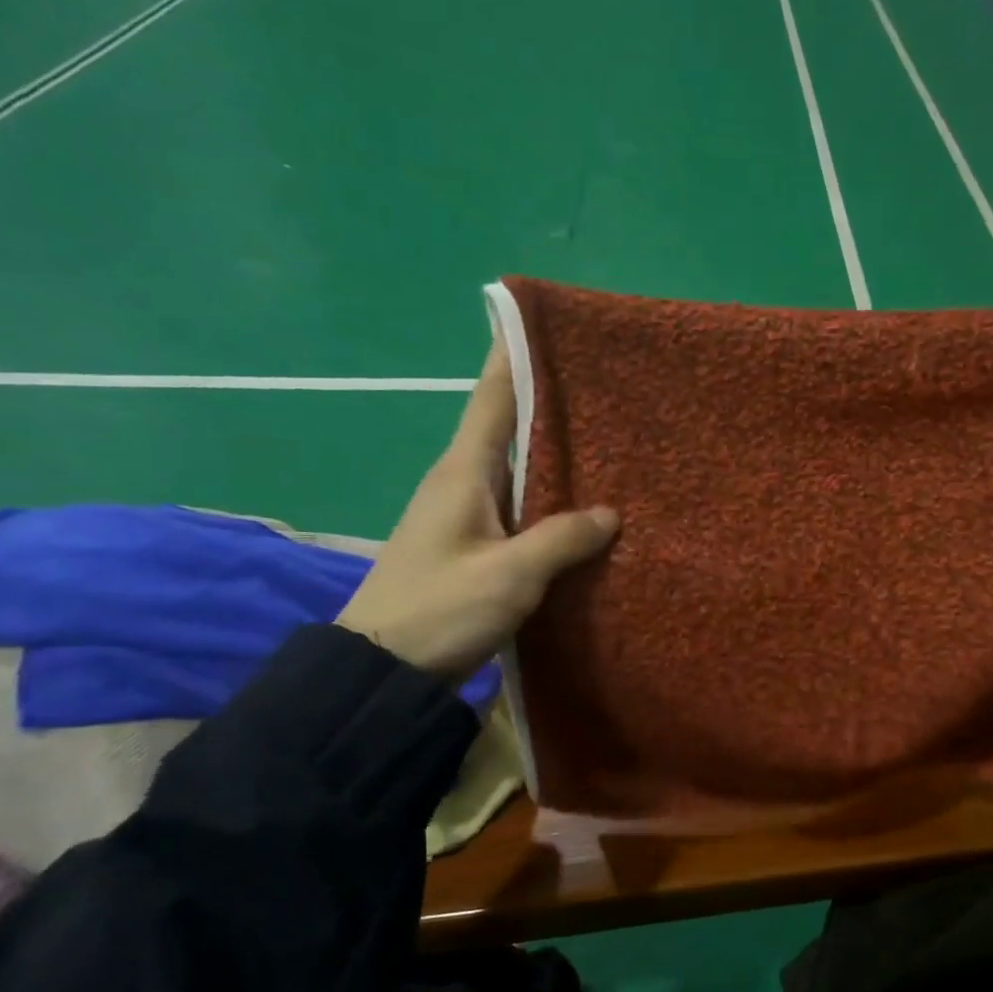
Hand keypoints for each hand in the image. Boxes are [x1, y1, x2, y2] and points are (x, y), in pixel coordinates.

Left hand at [336, 343, 617, 678]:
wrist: (383, 668)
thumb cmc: (441, 609)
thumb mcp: (510, 575)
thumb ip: (562, 539)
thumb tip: (609, 514)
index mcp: (463, 472)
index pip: (492, 397)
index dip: (515, 356)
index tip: (544, 323)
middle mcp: (461, 481)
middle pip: (508, 426)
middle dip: (549, 402)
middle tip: (603, 386)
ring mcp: (464, 513)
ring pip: (516, 468)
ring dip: (552, 453)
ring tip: (606, 440)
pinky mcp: (471, 544)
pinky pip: (517, 505)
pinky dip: (548, 497)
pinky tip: (580, 507)